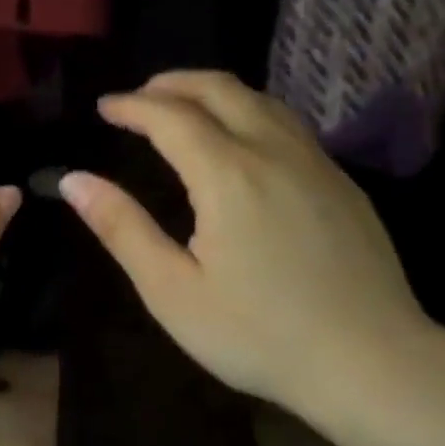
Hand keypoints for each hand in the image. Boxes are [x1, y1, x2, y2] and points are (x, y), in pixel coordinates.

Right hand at [58, 71, 434, 425]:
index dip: (133, 106)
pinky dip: (251, 113)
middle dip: (173, 84)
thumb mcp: (172, 291)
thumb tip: (75, 181)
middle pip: (221, 90)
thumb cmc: (257, 335)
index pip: (171, 117)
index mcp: (228, 175)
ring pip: (263, 101)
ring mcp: (318, 164)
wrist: (369, 360)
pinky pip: (290, 125)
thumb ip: (122, 229)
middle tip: (139, 97)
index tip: (104, 107)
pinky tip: (242, 141)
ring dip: (215, 92)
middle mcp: (275, 152)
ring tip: (184, 107)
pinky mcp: (343, 185)